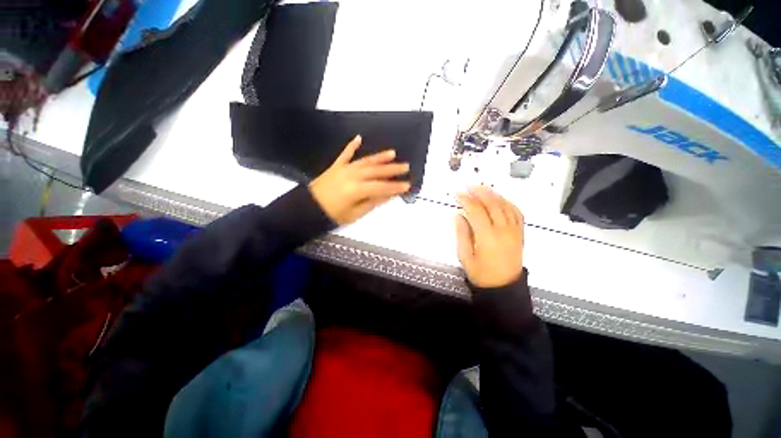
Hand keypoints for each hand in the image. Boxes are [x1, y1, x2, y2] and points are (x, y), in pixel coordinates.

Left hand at [309, 135, 410, 224]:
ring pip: (365, 161)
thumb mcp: (354, 213)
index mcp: (357, 189)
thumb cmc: (332, 214)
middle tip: (406, 166)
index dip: (395, 187)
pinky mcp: (336, 166)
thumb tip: (388, 195)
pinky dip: (352, 146)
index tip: (407, 185)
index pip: (381, 187)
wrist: (307, 208)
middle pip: (376, 171)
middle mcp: (353, 176)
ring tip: (393, 153)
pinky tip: (358, 138)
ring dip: (379, 157)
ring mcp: (344, 168)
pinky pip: (345, 154)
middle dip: (392, 169)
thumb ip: (372, 202)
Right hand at [455, 186, 524, 288]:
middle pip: (492, 204)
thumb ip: (461, 233)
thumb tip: (458, 214)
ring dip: (493, 194)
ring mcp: (514, 231)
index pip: (476, 211)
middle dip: (480, 192)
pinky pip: (516, 212)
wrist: (504, 287)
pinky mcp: (520, 233)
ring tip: (482, 188)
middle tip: (469, 186)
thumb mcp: (465, 256)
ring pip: (505, 205)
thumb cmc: (481, 273)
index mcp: (488, 237)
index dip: (466, 200)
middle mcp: (503, 230)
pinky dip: (507, 202)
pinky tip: (499, 199)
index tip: (457, 194)